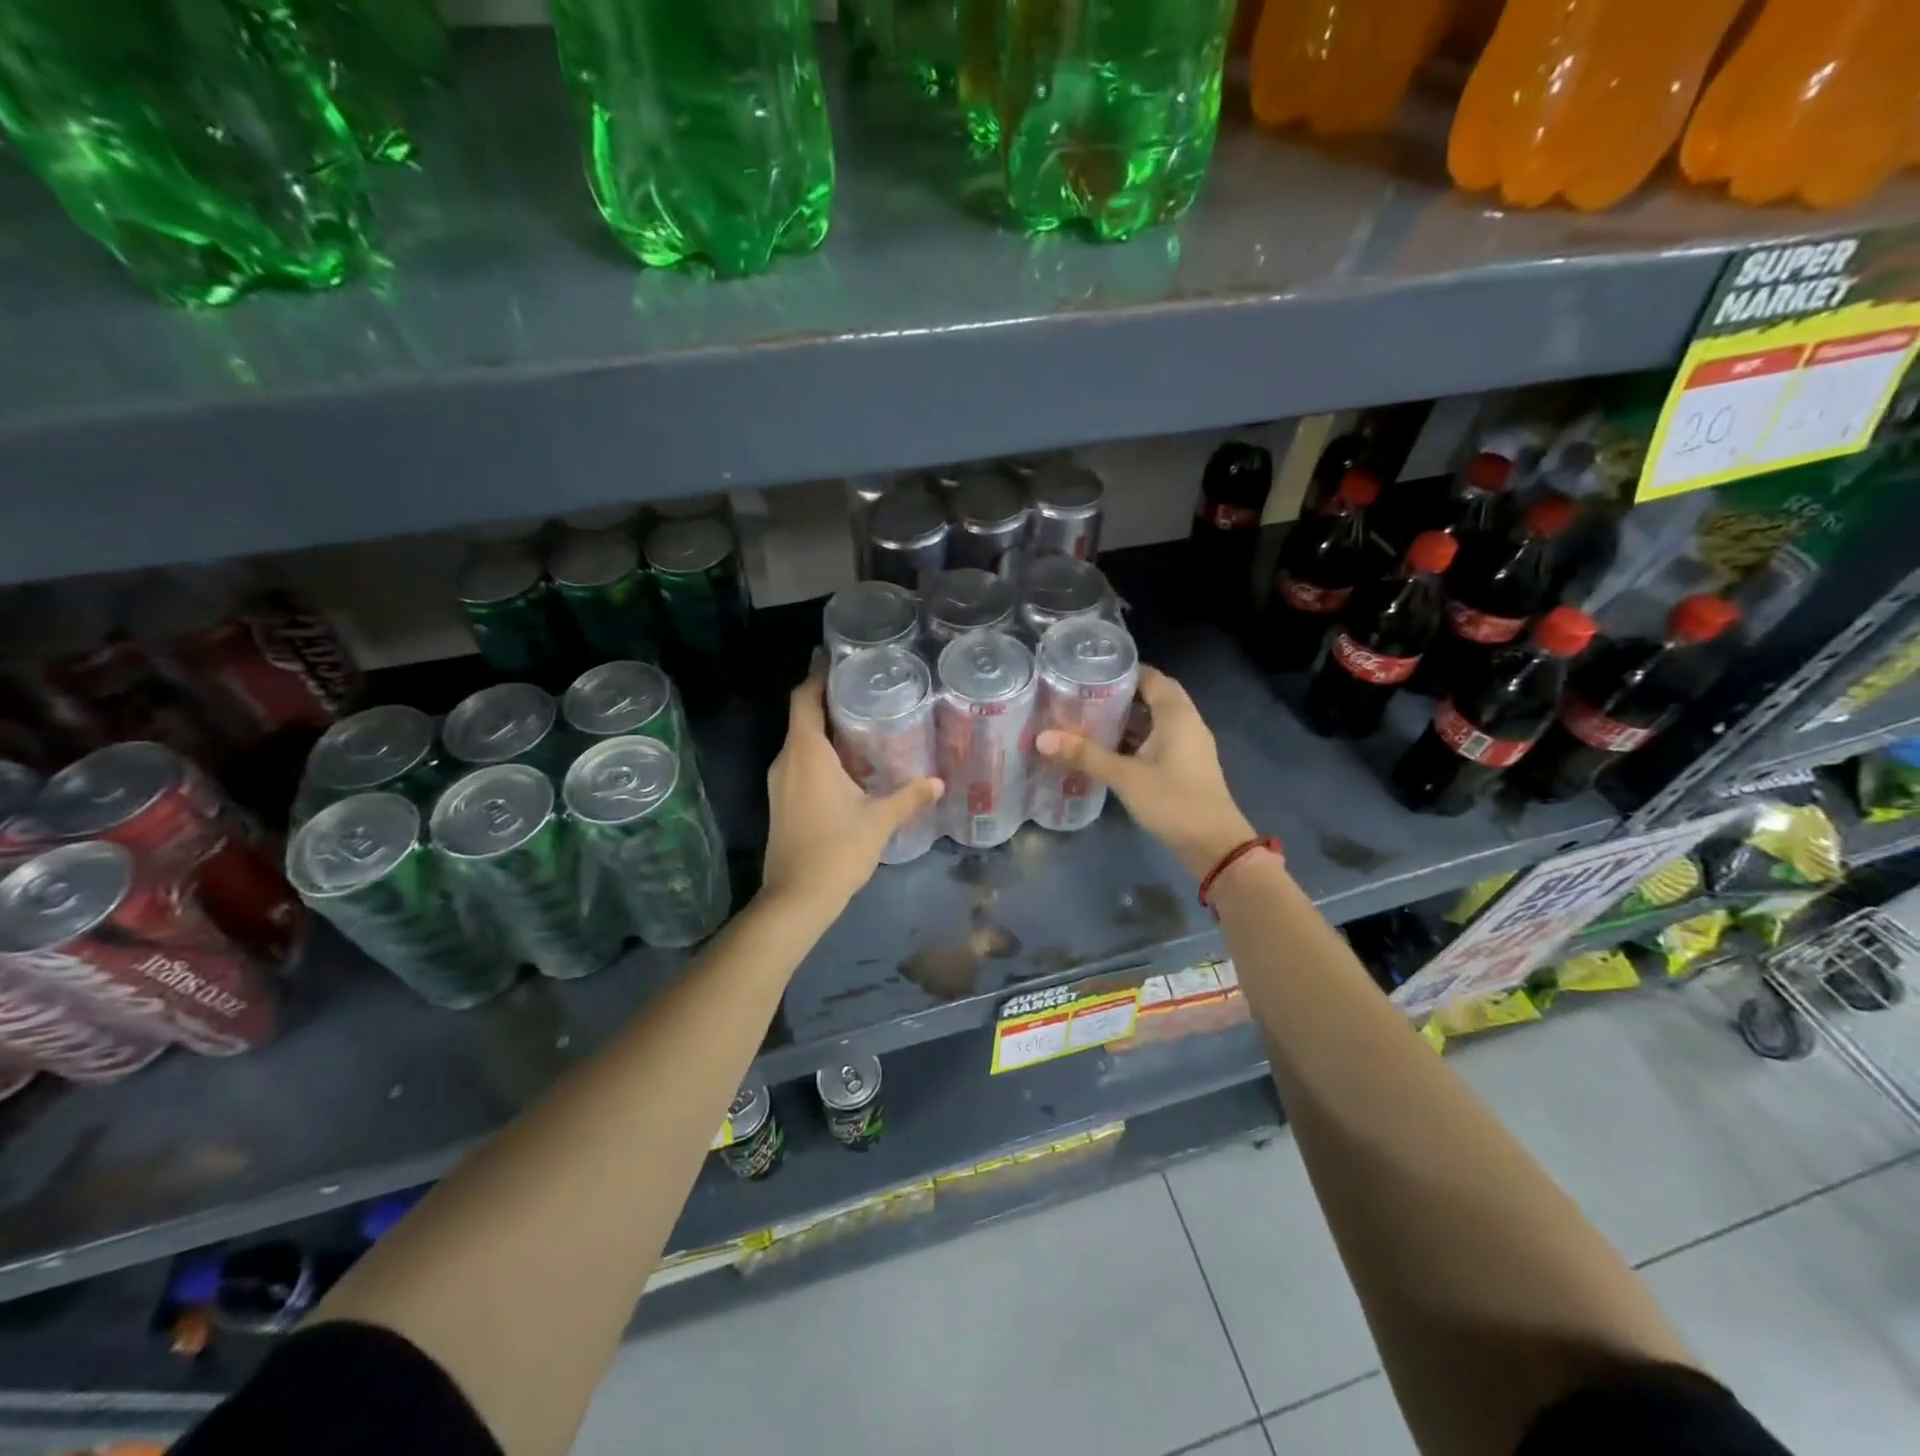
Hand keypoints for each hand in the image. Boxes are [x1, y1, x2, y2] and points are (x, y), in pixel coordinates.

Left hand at [760, 669, 943, 912]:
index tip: (833, 657)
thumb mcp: (879, 821)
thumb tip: (938, 782)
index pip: (804, 699)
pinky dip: (819, 751)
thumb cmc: (836, 850)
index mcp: (806, 754)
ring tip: (859, 717)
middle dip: (826, 698)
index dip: (816, 675)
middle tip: (862, 685)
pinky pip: (799, 762)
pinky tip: (847, 761)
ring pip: (800, 741)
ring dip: (823, 726)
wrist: (795, 899)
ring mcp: (780, 783)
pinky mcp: (781, 802)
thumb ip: (908, 797)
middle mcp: (787, 760)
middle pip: (801, 716)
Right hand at [1036, 665, 1254, 878]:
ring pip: (1153, 722)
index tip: (1088, 672)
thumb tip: (1042, 738)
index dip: (1122, 671)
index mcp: (1177, 714)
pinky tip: (1105, 750)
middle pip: (1151, 698)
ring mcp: (1187, 746)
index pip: (1151, 677)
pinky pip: (1155, 742)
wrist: (1213, 845)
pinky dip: (1133, 741)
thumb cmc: (1173, 801)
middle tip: (1080, 697)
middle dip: (1117, 696)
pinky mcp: (1183, 767)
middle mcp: (1186, 723)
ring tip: (1085, 720)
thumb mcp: (1125, 777)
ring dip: (1124, 721)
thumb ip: (1084, 755)